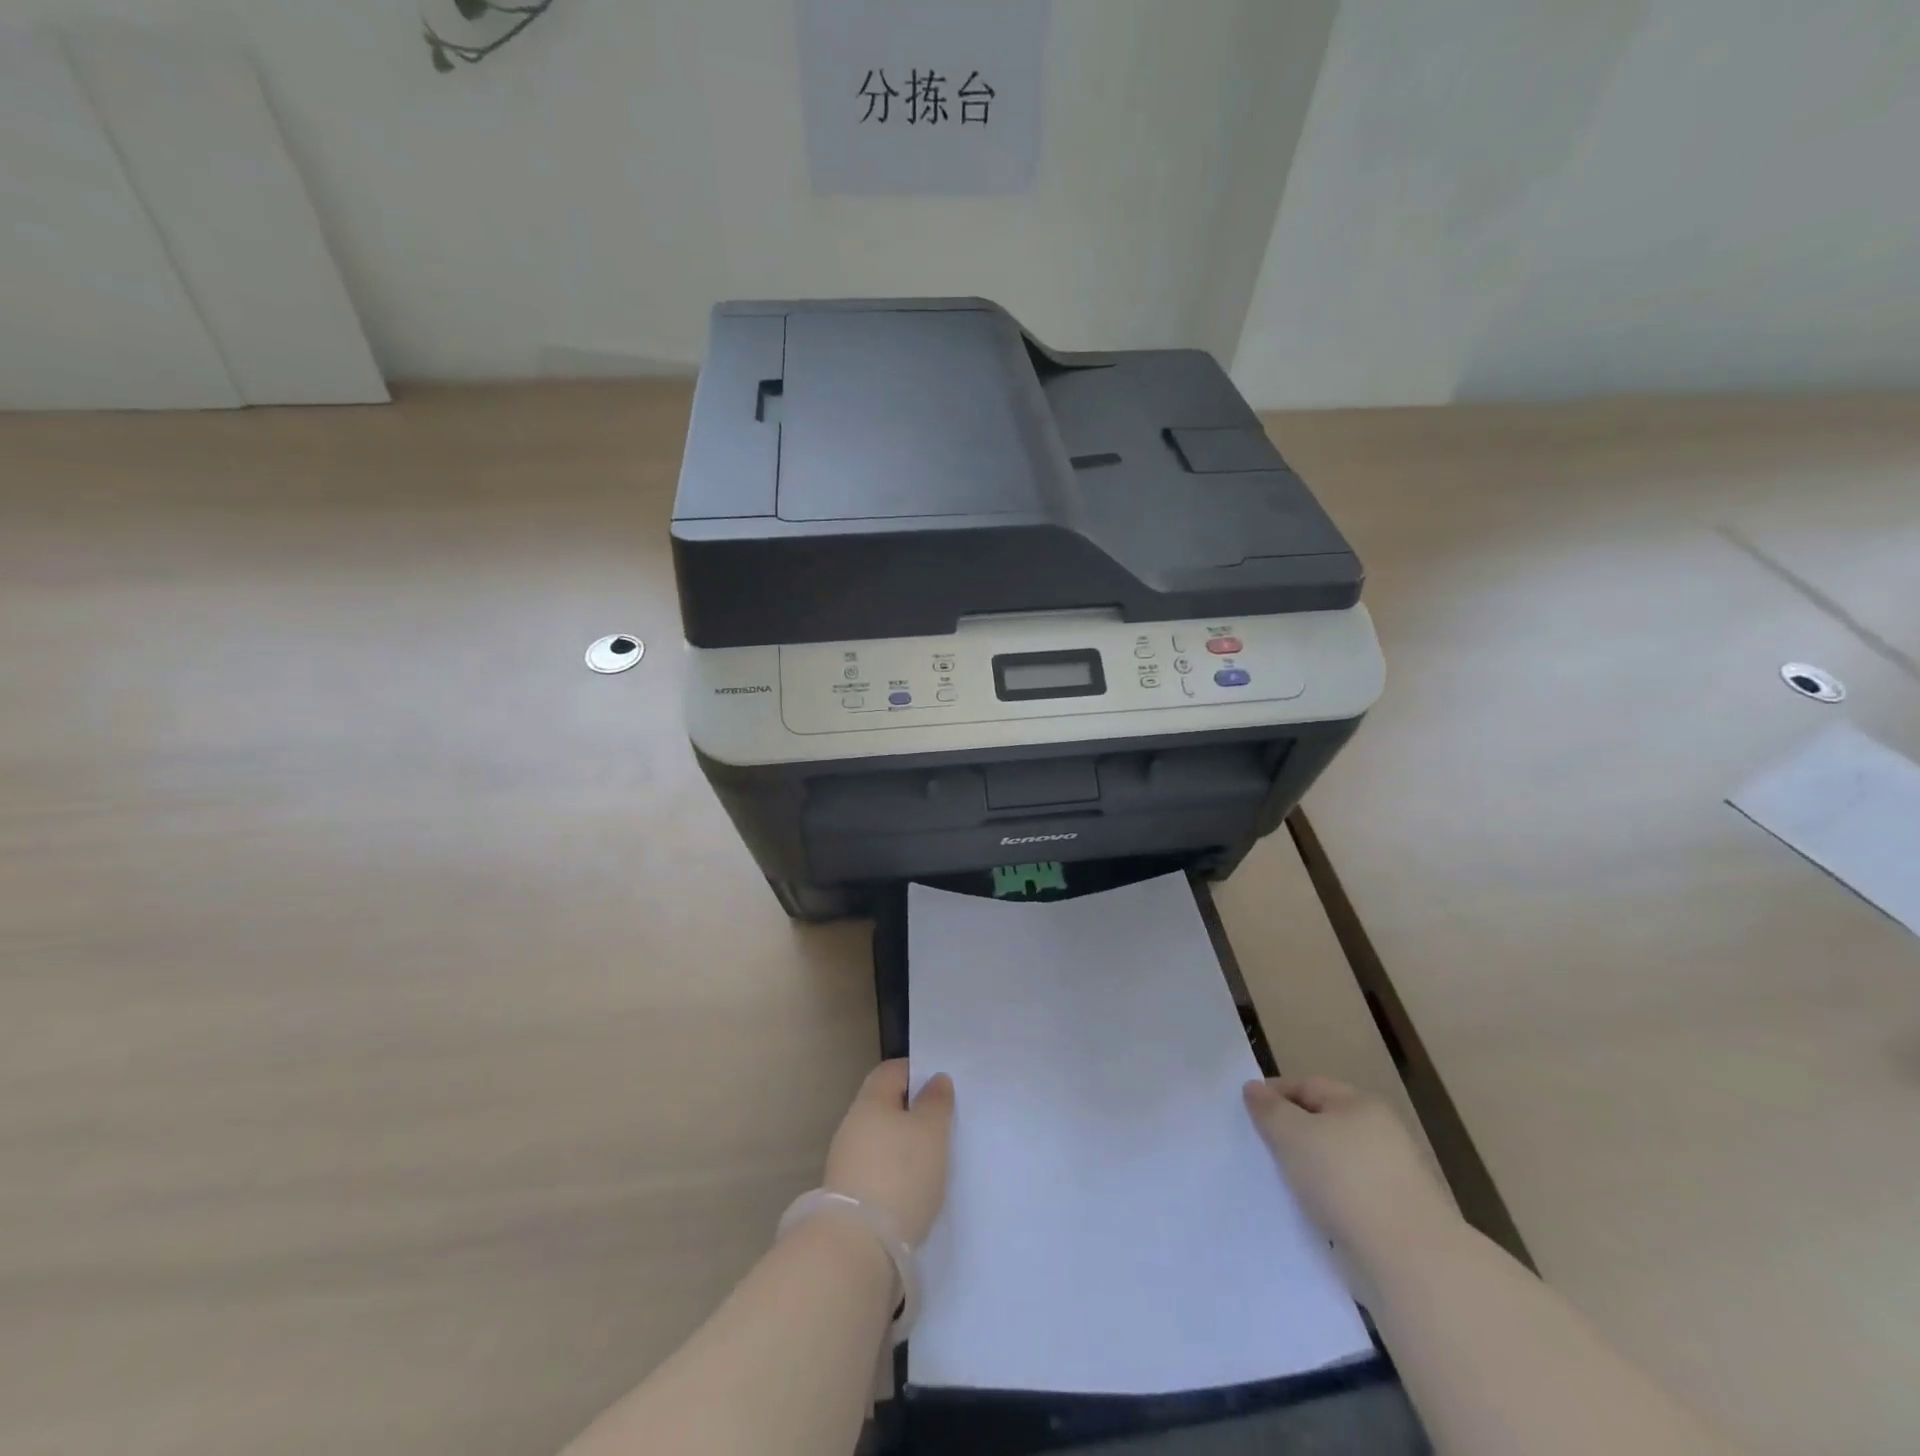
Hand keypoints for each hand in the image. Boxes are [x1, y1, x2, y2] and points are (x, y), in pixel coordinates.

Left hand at [823, 1060, 954, 1246]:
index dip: (917, 1072)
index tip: (941, 1087)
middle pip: (885, 1105)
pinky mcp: (847, 1194)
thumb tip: (935, 1079)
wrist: (858, 1247)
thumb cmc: (901, 1175)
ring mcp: (845, 1161)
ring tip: (932, 1160)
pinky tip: (912, 1188)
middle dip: (912, 1111)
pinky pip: (876, 1168)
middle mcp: (852, 1124)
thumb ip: (936, 1102)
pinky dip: (894, 1171)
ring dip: (903, 1144)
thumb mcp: (931, 1132)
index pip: (892, 1070)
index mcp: (870, 1100)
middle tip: (942, 1124)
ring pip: (880, 1138)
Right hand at [1244, 1076, 1458, 1272]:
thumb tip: (1254, 1089)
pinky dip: (1329, 1201)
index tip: (1246, 1115)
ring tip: (1282, 1186)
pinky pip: (1349, 1197)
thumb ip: (1269, 1109)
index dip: (1275, 1094)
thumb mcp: (1292, 1134)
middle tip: (1261, 1150)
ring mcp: (1393, 1177)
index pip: (1307, 1085)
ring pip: (1335, 1162)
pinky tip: (1311, 1215)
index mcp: (1360, 1104)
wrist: (1410, 1261)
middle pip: (1323, 1122)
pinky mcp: (1396, 1218)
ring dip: (1309, 1170)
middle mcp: (1381, 1133)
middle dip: (1291, 1133)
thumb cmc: (1344, 1180)